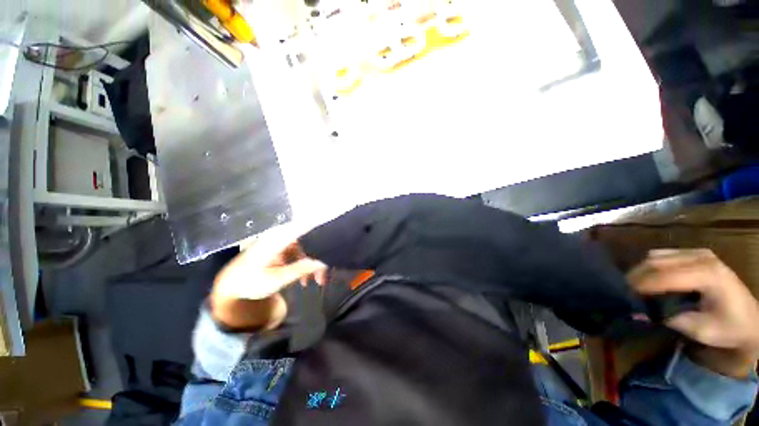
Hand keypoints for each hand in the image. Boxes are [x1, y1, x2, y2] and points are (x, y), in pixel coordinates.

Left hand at [210, 223, 327, 330]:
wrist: (230, 286)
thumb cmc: (252, 282)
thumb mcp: (278, 279)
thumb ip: (301, 268)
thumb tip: (323, 261)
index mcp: (277, 239)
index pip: (303, 226)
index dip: (320, 224)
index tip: (336, 228)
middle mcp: (277, 237)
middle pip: (305, 239)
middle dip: (318, 255)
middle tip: (326, 275)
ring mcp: (275, 244)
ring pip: (301, 248)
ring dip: (310, 264)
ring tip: (316, 282)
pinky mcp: (274, 252)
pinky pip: (293, 254)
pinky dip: (301, 265)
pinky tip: (304, 281)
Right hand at [628, 249, 758, 377]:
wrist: (744, 317)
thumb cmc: (726, 326)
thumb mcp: (701, 330)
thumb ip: (675, 318)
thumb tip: (646, 314)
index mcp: (703, 271)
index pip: (665, 274)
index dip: (641, 285)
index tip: (618, 296)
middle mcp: (700, 254)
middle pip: (662, 258)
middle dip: (639, 275)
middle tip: (620, 295)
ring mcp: (701, 253)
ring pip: (666, 254)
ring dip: (648, 270)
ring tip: (632, 290)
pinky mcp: (702, 258)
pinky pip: (674, 258)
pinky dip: (659, 268)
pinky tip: (652, 283)